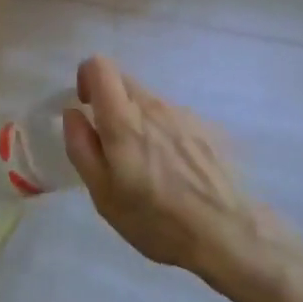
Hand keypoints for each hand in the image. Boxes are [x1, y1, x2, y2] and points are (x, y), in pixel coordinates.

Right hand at [62, 55, 275, 281]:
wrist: (230, 235)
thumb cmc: (157, 219)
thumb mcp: (104, 194)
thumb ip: (82, 147)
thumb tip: (73, 113)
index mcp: (123, 119)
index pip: (99, 66)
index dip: (86, 77)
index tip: (87, 106)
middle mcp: (153, 106)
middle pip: (123, 81)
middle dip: (110, 102)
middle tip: (113, 144)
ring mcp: (183, 115)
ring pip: (149, 102)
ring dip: (139, 120)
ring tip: (148, 165)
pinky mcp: (206, 128)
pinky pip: (173, 118)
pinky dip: (165, 133)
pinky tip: (176, 171)